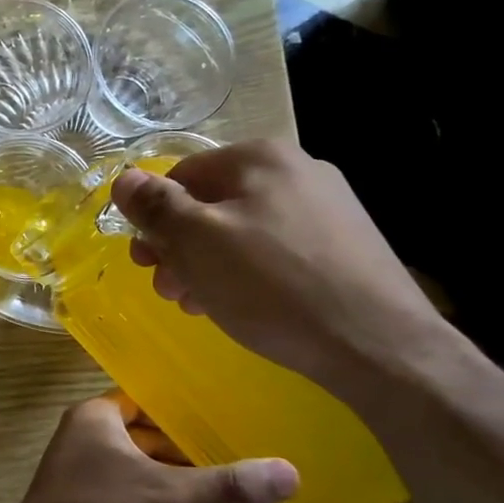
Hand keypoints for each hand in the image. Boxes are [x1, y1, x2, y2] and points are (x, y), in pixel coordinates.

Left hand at [0, 394, 296, 502]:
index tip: (230, 412)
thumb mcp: (170, 499)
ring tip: (227, 479)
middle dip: (187, 444)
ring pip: (138, 463)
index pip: (149, 398)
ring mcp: (81, 470)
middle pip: (147, 431)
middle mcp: (85, 435)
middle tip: (241, 448)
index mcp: (97, 416)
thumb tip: (292, 472)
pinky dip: (155, 496)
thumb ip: (227, 486)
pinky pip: (128, 489)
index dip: (186, 406)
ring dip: (173, 473)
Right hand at [110, 140, 449, 394]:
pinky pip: (276, 249)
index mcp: (259, 157)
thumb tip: (124, 179)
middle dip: (180, 246)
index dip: (153, 218)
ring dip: (209, 263)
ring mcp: (328, 207)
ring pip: (243, 229)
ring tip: (200, 304)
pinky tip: (242, 305)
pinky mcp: (345, 245)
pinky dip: (248, 272)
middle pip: (213, 202)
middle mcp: (297, 169)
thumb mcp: (198, 242)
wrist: (378, 345)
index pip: (181, 175)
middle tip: (169, 289)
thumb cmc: (272, 286)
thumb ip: (156, 206)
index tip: (146, 263)